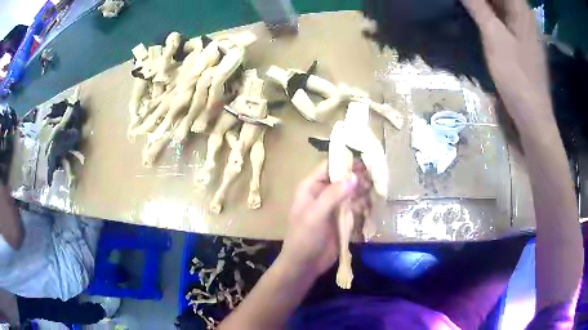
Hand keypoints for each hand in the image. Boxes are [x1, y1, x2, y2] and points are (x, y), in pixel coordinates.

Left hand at [278, 161, 369, 276]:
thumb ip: (333, 195)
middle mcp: (323, 193)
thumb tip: (354, 176)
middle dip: (358, 175)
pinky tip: (373, 200)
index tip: (366, 157)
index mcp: (311, 187)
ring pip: (351, 191)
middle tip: (376, 174)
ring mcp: (333, 206)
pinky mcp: (342, 218)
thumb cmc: (304, 238)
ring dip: (363, 188)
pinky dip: (363, 202)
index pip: (329, 166)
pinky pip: (354, 205)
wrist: (304, 265)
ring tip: (377, 185)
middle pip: (343, 178)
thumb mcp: (315, 215)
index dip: (346, 160)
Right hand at [461, 0, 551, 124]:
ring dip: (484, 4)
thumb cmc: (516, 76)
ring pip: (501, 4)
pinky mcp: (523, 39)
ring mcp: (525, 27)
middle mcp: (525, 14)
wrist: (533, 114)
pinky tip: (478, 15)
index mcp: (521, 9)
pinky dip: (490, 12)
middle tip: (464, 3)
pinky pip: (504, 16)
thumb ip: (478, 7)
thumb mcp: (494, 37)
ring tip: (467, 6)